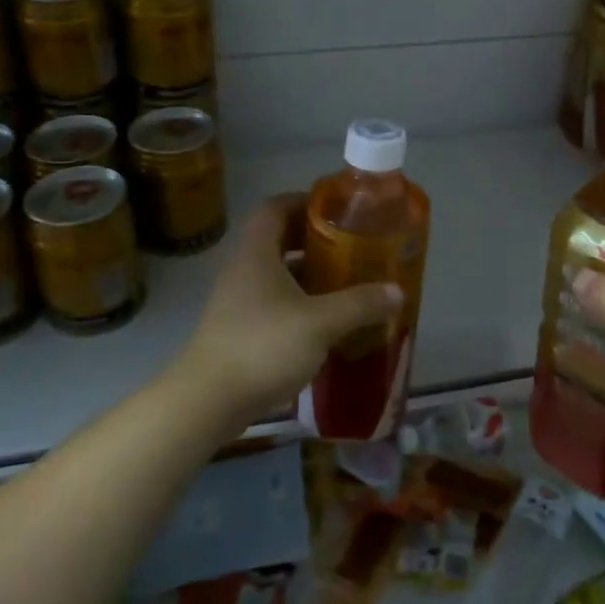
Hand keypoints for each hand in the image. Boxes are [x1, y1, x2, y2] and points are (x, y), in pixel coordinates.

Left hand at [173, 194, 402, 431]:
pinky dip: (298, 303)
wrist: (207, 402)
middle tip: (348, 245)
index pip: (274, 207)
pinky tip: (324, 322)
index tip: (336, 209)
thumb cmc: (263, 347)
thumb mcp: (320, 323)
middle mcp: (243, 270)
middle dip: (313, 239)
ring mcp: (237, 301)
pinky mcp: (238, 330)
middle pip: (276, 239)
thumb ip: (360, 304)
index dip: (304, 201)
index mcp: (256, 253)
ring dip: (307, 273)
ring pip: (276, 274)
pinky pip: (272, 302)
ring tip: (344, 281)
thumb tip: (397, 291)